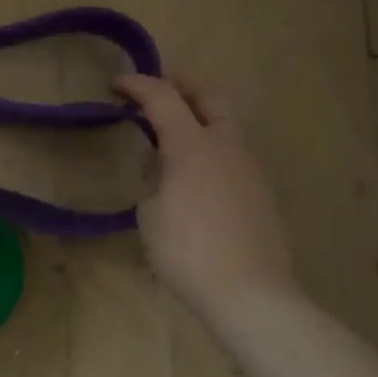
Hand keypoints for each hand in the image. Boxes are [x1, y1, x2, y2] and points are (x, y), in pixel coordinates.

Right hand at [114, 73, 298, 319]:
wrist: (250, 293)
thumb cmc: (187, 252)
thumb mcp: (150, 212)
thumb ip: (155, 179)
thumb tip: (165, 168)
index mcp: (192, 146)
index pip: (163, 98)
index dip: (138, 85)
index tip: (117, 84)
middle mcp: (226, 146)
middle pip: (210, 96)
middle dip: (183, 85)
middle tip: (157, 90)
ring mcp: (249, 168)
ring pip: (226, 124)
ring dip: (199, 117)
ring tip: (171, 136)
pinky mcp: (260, 191)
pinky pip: (232, 153)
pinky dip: (211, 146)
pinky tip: (194, 174)